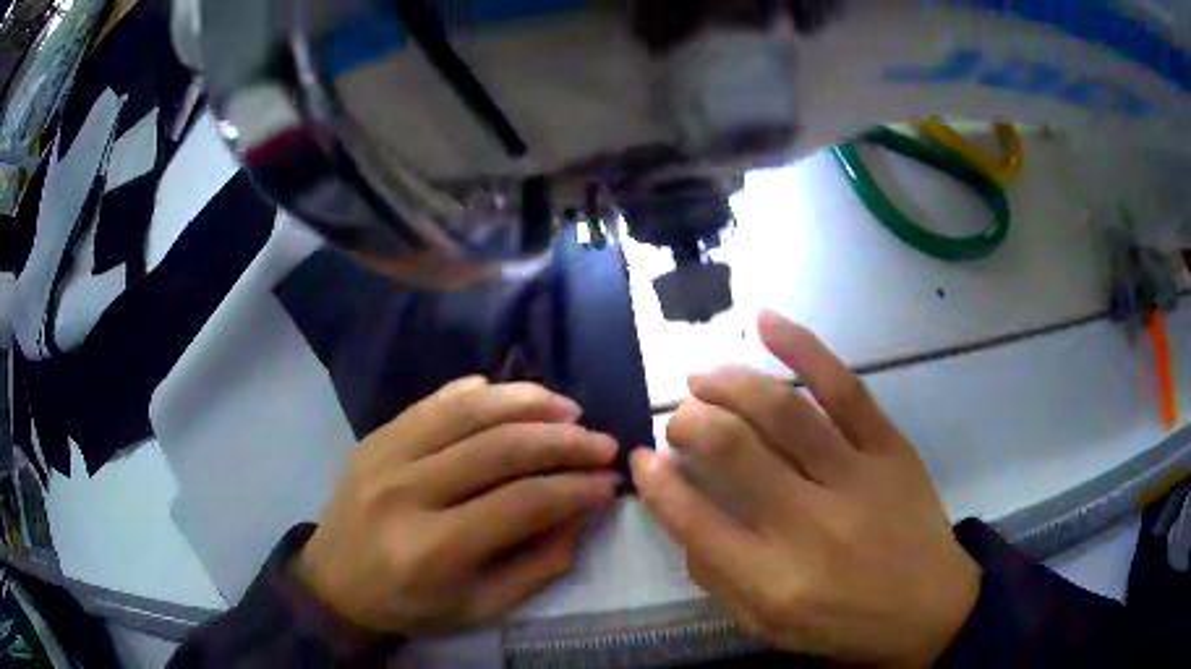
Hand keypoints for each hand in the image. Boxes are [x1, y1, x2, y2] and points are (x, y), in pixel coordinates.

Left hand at [295, 377, 619, 634]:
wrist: (334, 584)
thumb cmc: (410, 605)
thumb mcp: (481, 607)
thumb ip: (538, 564)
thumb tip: (582, 512)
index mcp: (433, 548)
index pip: (521, 503)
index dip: (574, 489)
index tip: (609, 482)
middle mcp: (407, 492)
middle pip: (499, 448)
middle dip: (563, 440)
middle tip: (600, 441)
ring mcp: (386, 456)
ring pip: (468, 411)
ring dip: (527, 402)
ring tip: (568, 407)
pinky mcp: (376, 437)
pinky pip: (433, 402)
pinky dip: (477, 392)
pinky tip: (512, 394)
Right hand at [631, 312, 979, 665]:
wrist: (929, 607)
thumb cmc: (843, 623)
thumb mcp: (766, 625)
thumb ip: (716, 577)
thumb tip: (681, 514)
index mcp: (773, 579)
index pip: (694, 519)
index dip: (657, 481)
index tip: (642, 457)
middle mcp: (810, 524)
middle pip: (734, 449)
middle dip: (690, 421)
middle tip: (679, 417)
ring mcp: (856, 477)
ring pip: (784, 410)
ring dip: (731, 383)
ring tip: (703, 377)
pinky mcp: (890, 447)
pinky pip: (845, 387)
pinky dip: (802, 348)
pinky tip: (765, 322)